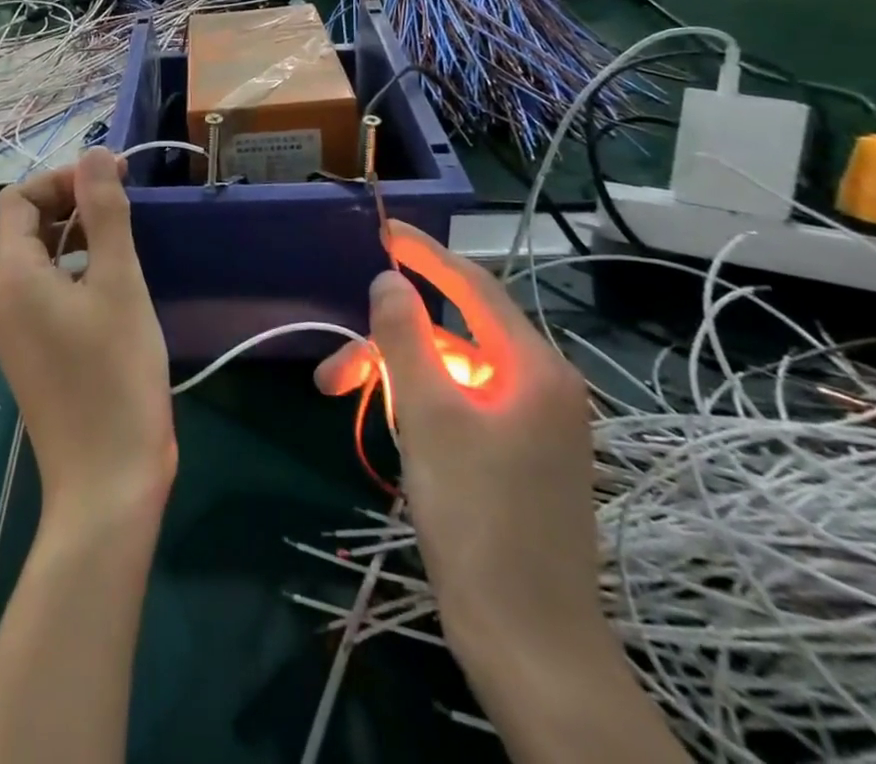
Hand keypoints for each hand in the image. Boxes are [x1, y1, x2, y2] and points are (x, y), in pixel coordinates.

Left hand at [0, 149, 174, 529]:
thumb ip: (104, 211)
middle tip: (123, 201)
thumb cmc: (115, 374)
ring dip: (74, 235)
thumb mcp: (117, 281)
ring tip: (122, 238)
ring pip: (36, 259)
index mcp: (10, 275)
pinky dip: (72, 270)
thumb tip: (95, 153)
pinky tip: (111, 281)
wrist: (107, 481)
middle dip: (70, 203)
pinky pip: (43, 290)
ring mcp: (10, 329)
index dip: (63, 179)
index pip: (19, 199)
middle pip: (24, 226)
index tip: (112, 180)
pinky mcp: (29, 351)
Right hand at [315, 221, 600, 663]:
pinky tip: (394, 426)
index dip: (424, 253)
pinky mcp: (522, 455)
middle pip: (454, 335)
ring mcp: (535, 423)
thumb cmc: (477, 520)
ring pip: (453, 371)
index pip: (472, 285)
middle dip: (389, 342)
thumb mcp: (428, 417)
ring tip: (347, 402)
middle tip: (333, 374)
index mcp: (533, 368)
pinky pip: (465, 403)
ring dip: (399, 376)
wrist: (531, 646)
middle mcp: (542, 385)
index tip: (382, 229)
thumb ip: (405, 336)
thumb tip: (389, 279)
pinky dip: (423, 402)